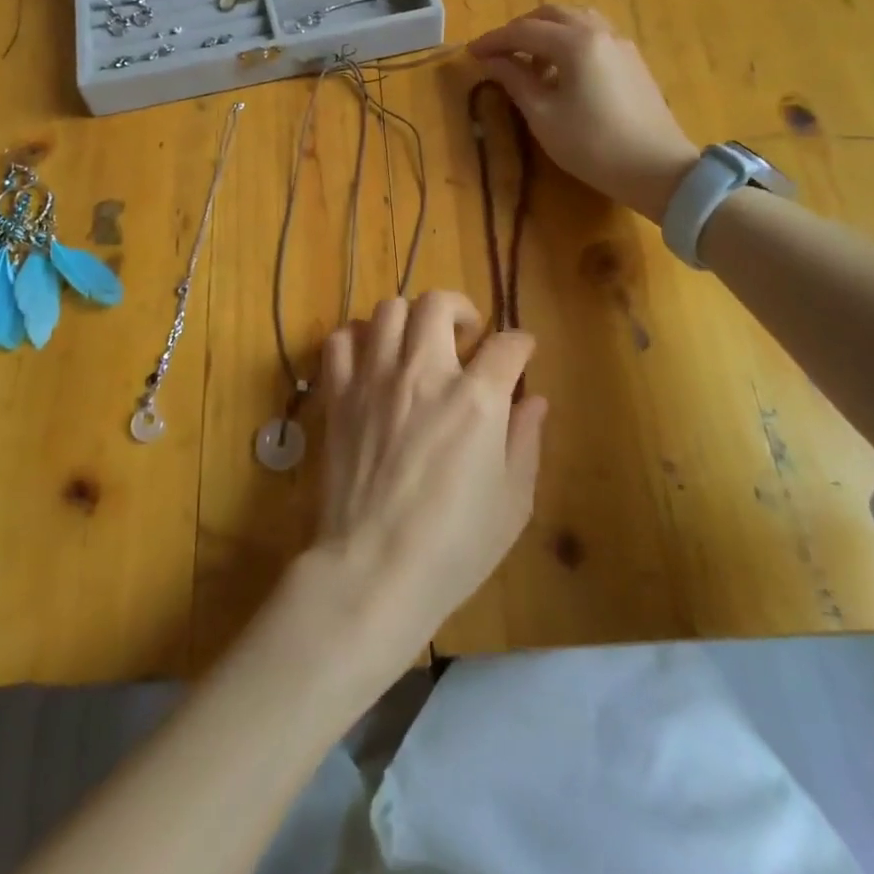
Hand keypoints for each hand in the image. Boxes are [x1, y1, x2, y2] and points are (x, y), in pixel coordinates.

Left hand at [304, 292, 547, 676]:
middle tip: (465, 336)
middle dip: (460, 309)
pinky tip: (371, 358)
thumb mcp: (512, 502)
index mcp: (475, 399)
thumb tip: (534, 400)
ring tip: (416, 344)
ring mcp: (375, 379)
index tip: (522, 352)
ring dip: (409, 319)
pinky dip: (358, 338)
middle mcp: (424, 373)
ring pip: (388, 310)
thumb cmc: (454, 546)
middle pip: (438, 304)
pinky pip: (340, 340)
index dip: (521, 343)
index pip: (507, 344)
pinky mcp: (339, 395)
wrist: (373, 569)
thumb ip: (525, 441)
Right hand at [469, 4, 699, 221]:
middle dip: (520, 29)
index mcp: (575, 43)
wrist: (657, 168)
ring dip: (546, 32)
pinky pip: (593, 35)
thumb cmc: (592, 145)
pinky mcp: (632, 60)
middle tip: (498, 53)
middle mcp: (600, 32)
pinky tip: (560, 71)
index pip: (524, 30)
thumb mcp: (543, 116)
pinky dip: (568, 41)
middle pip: (552, 14)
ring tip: (528, 61)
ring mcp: (620, 44)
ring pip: (576, 21)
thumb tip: (492, 61)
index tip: (471, 54)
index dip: (493, 40)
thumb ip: (515, 81)